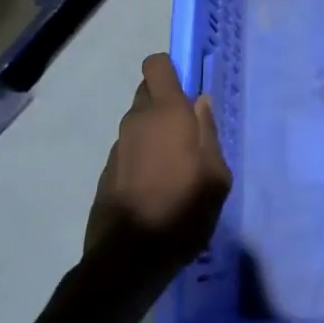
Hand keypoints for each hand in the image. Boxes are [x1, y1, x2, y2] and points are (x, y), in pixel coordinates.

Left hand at [85, 54, 231, 269]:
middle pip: (148, 92)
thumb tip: (201, 103)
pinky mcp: (107, 170)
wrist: (128, 257)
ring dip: (154, 132)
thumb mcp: (216, 176)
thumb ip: (209, 133)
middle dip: (165, 102)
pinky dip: (142, 156)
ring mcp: (118, 145)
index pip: (157, 65)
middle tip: (188, 132)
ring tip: (175, 166)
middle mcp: (137, 120)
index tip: (189, 92)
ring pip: (138, 122)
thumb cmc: (183, 210)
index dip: (172, 71)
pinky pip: (130, 148)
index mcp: (167, 113)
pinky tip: (156, 186)